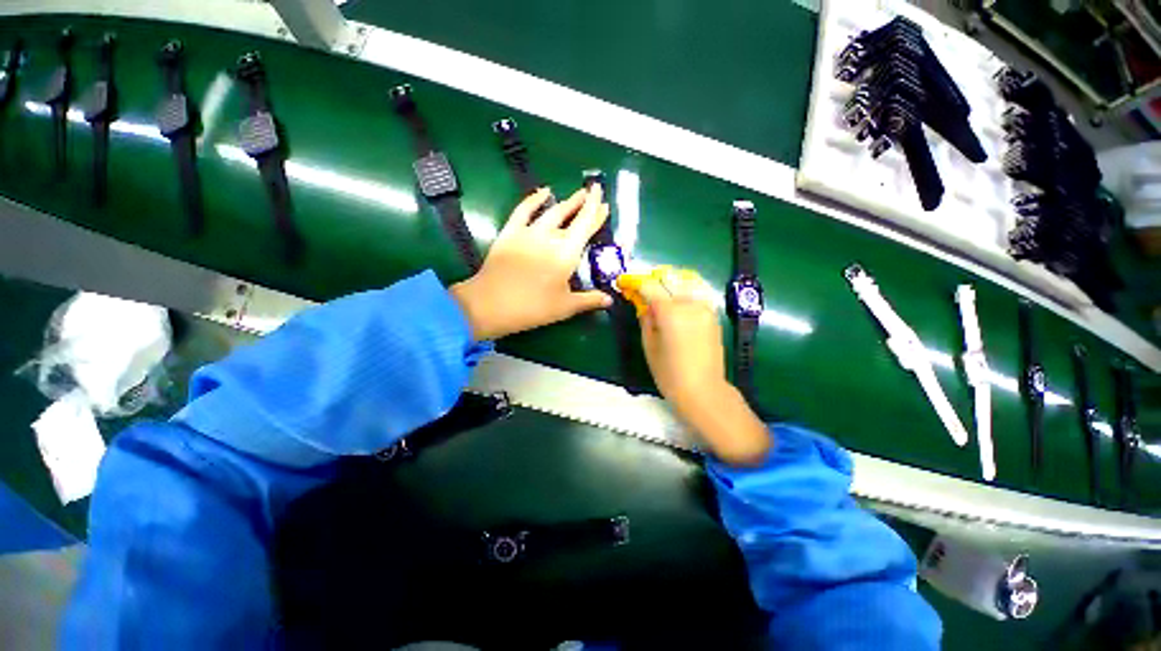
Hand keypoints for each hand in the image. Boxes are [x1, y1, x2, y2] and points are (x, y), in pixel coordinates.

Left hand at [450, 187, 612, 340]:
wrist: (491, 305)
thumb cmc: (533, 308)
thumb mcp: (565, 307)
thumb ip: (589, 300)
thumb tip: (609, 300)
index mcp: (566, 254)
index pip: (585, 226)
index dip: (595, 211)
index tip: (603, 200)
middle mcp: (550, 237)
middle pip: (571, 216)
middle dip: (585, 204)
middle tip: (594, 193)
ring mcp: (528, 232)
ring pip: (552, 211)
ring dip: (566, 202)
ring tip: (577, 194)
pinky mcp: (510, 232)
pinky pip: (523, 210)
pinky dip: (534, 199)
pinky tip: (543, 191)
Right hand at [635, 268, 771, 464]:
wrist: (703, 390)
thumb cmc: (669, 373)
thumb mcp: (649, 346)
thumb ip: (645, 319)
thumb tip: (643, 304)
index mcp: (669, 312)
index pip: (649, 286)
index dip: (635, 283)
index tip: (625, 283)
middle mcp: (689, 303)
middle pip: (668, 279)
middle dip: (652, 281)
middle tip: (642, 289)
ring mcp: (704, 308)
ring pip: (686, 282)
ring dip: (671, 283)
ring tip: (661, 293)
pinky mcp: (713, 315)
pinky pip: (699, 293)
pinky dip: (686, 290)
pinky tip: (679, 300)